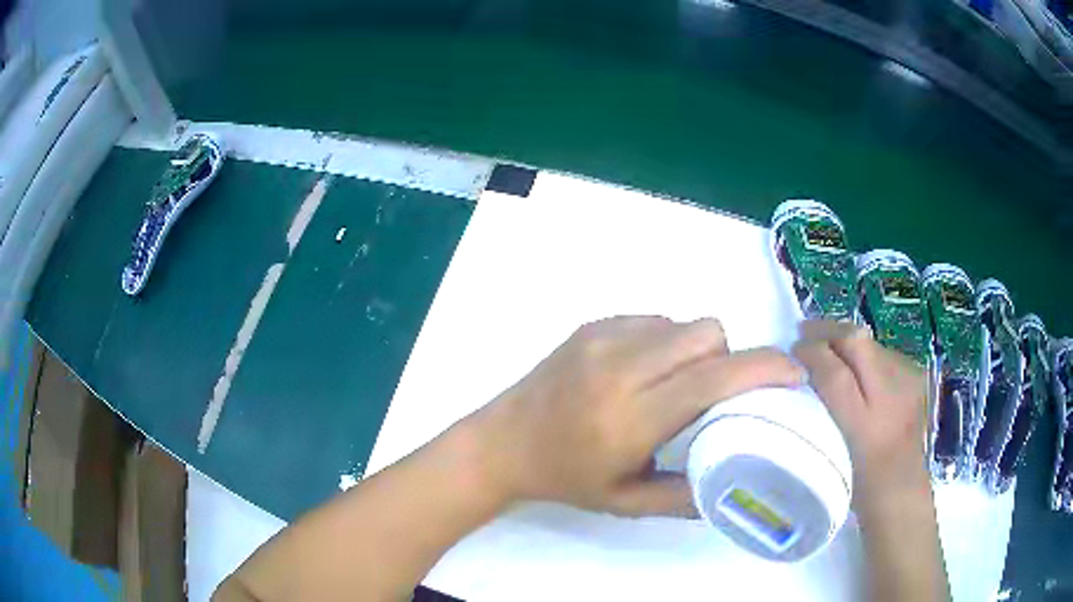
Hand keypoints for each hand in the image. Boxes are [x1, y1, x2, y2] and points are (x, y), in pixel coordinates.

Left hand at [471, 316, 803, 517]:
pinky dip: (666, 341)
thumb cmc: (565, 478)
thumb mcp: (626, 502)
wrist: (501, 442)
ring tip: (676, 385)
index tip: (793, 374)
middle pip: (707, 334)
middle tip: (717, 393)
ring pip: (683, 323)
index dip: (764, 368)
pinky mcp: (592, 324)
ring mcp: (603, 337)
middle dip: (727, 359)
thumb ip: (685, 495)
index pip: (714, 378)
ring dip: (696, 350)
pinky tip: (644, 371)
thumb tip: (739, 481)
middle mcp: (621, 366)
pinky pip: (654, 319)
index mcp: (632, 416)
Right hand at [791, 320, 929, 502]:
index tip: (792, 350)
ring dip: (845, 339)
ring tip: (826, 345)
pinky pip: (883, 351)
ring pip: (870, 341)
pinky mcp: (916, 375)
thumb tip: (805, 374)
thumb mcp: (833, 457)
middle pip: (857, 342)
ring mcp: (908, 381)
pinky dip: (863, 351)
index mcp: (866, 427)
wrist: (902, 492)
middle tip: (804, 332)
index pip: (835, 373)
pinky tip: (853, 363)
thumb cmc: (859, 487)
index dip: (811, 353)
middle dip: (827, 331)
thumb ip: (822, 413)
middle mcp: (892, 396)